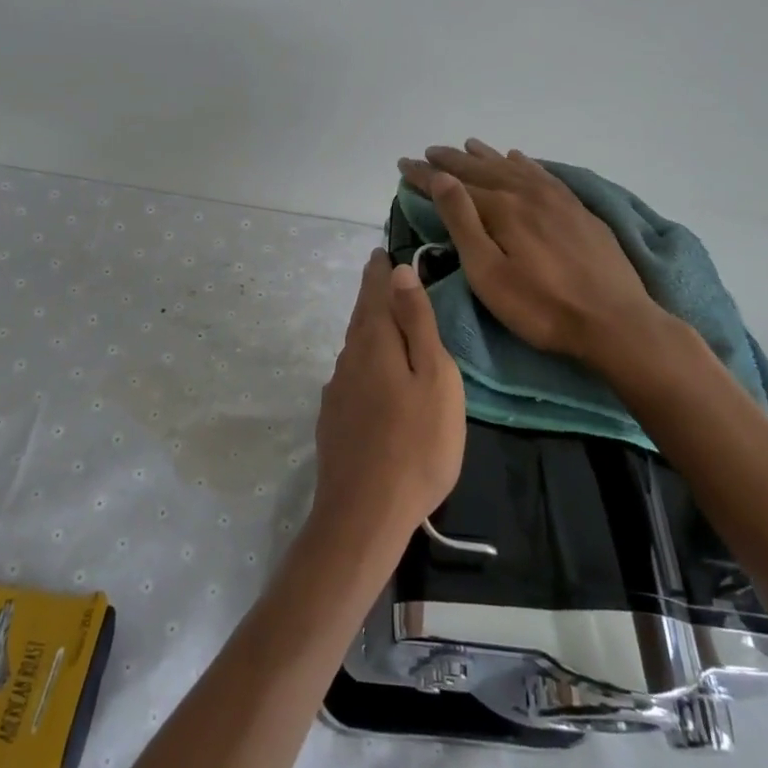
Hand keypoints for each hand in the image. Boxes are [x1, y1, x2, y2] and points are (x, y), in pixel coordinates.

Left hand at [310, 250, 466, 551]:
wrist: (365, 514)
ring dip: (368, 328)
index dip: (380, 271)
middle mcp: (348, 358)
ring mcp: (337, 391)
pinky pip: (352, 375)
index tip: (382, 253)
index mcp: (374, 341)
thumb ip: (416, 322)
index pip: (374, 292)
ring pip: (355, 347)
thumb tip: (400, 271)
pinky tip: (373, 375)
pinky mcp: (334, 419)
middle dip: (372, 295)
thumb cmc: (417, 443)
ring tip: (383, 320)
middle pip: (361, 317)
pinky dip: (365, 361)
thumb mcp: (434, 376)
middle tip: (381, 277)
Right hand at [399, 139, 693, 382]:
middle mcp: (526, 193)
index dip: (425, 174)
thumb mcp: (488, 272)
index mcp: (501, 208)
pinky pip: (542, 173)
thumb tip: (442, 178)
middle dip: (451, 161)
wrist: (615, 321)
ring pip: (512, 167)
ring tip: (467, 147)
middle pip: (482, 170)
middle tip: (429, 151)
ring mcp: (556, 199)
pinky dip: (523, 163)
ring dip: (485, 157)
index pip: (453, 184)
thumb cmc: (541, 306)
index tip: (403, 163)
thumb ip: (463, 222)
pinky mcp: (577, 209)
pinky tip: (518, 159)